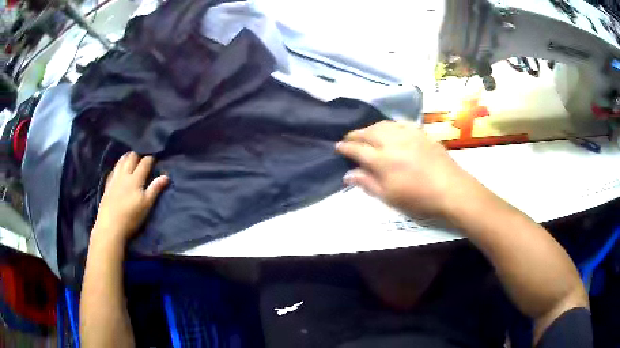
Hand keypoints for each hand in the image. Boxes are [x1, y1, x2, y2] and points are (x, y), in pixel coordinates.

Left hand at [92, 152, 168, 245]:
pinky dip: (118, 166)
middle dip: (138, 155)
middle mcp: (125, 175)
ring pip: (121, 161)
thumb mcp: (146, 205)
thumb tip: (166, 176)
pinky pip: (113, 169)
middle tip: (142, 160)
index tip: (154, 160)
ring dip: (127, 157)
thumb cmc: (131, 217)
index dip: (150, 159)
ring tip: (131, 159)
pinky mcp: (107, 185)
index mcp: (136, 179)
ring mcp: (114, 179)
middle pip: (131, 157)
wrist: (110, 226)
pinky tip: (118, 169)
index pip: (145, 162)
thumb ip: (155, 189)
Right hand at [336, 121, 484, 218]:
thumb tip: (348, 174)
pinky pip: (400, 123)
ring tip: (366, 133)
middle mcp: (392, 142)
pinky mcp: (420, 133)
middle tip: (348, 138)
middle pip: (368, 133)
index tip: (337, 147)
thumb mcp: (390, 197)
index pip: (357, 150)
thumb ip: (368, 183)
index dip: (345, 148)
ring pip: (383, 125)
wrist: (451, 189)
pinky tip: (389, 129)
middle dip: (355, 134)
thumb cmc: (419, 198)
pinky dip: (389, 125)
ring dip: (370, 128)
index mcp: (382, 160)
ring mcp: (408, 135)